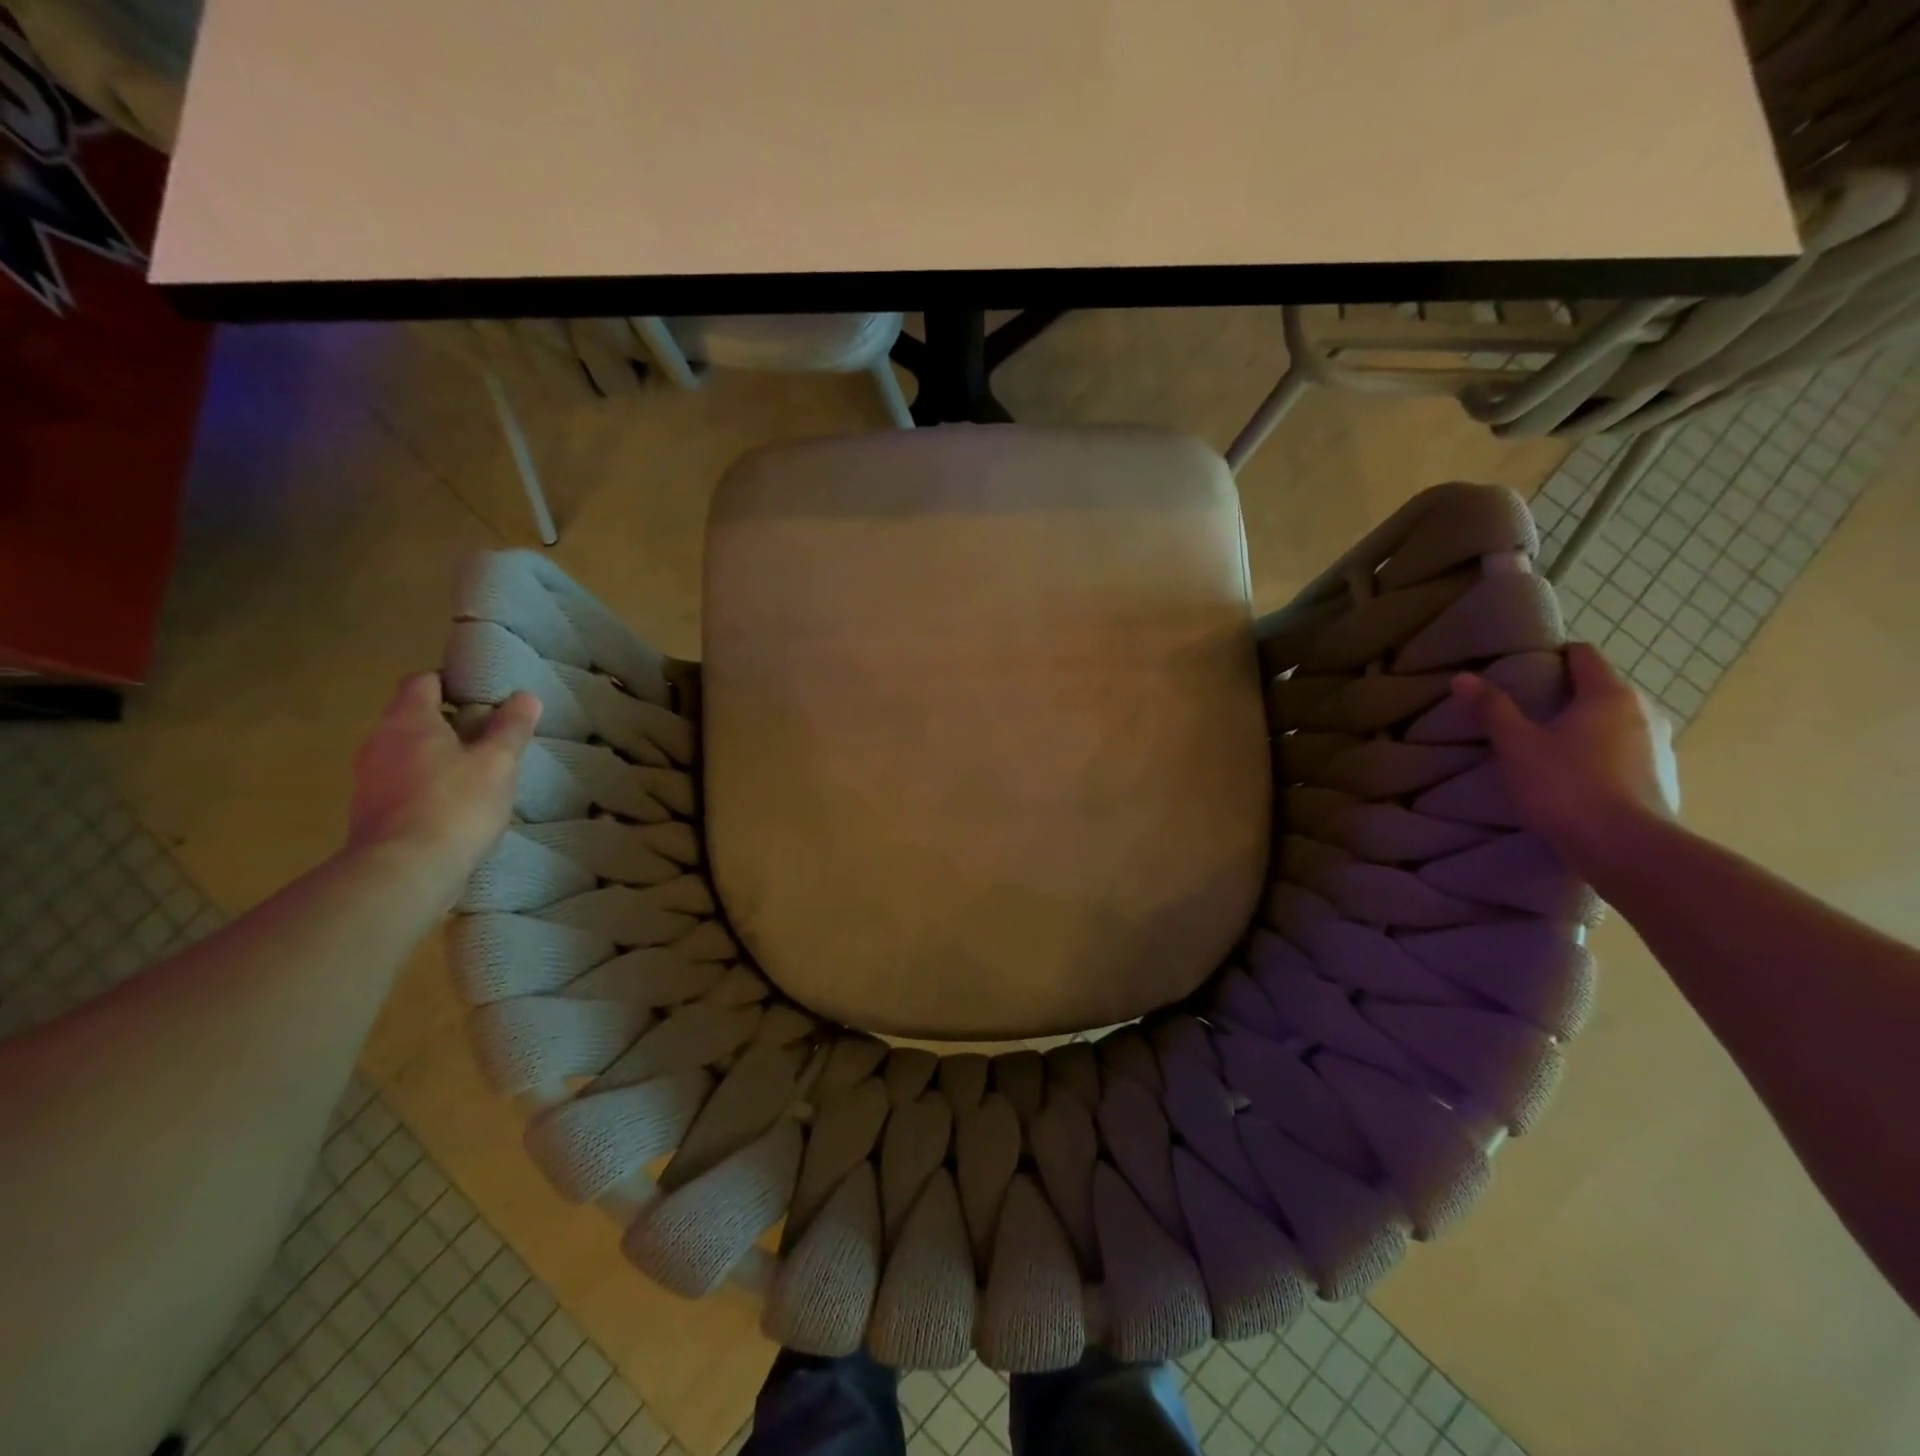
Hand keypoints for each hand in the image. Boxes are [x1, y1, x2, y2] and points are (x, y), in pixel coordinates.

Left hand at [347, 673, 541, 883]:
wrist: (404, 872)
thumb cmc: (456, 805)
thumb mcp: (499, 763)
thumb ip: (512, 728)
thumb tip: (525, 697)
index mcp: (409, 720)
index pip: (424, 681)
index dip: (453, 683)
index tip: (484, 698)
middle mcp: (379, 741)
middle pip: (414, 717)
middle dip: (450, 723)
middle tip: (490, 738)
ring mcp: (368, 778)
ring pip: (407, 752)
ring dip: (438, 756)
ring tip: (478, 774)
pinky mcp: (369, 811)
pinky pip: (401, 783)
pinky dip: (426, 784)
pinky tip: (455, 805)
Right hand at [1451, 642, 1679, 878]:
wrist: (1625, 849)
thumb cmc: (1565, 785)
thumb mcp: (1515, 745)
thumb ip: (1491, 708)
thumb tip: (1463, 677)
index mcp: (1610, 695)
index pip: (1583, 654)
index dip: (1551, 656)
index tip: (1520, 669)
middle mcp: (1645, 712)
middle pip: (1600, 688)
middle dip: (1565, 695)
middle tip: (1525, 712)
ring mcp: (1660, 747)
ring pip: (1614, 723)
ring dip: (1585, 728)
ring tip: (1547, 748)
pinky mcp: (1662, 779)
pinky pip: (1626, 753)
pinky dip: (1601, 755)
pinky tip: (1574, 778)